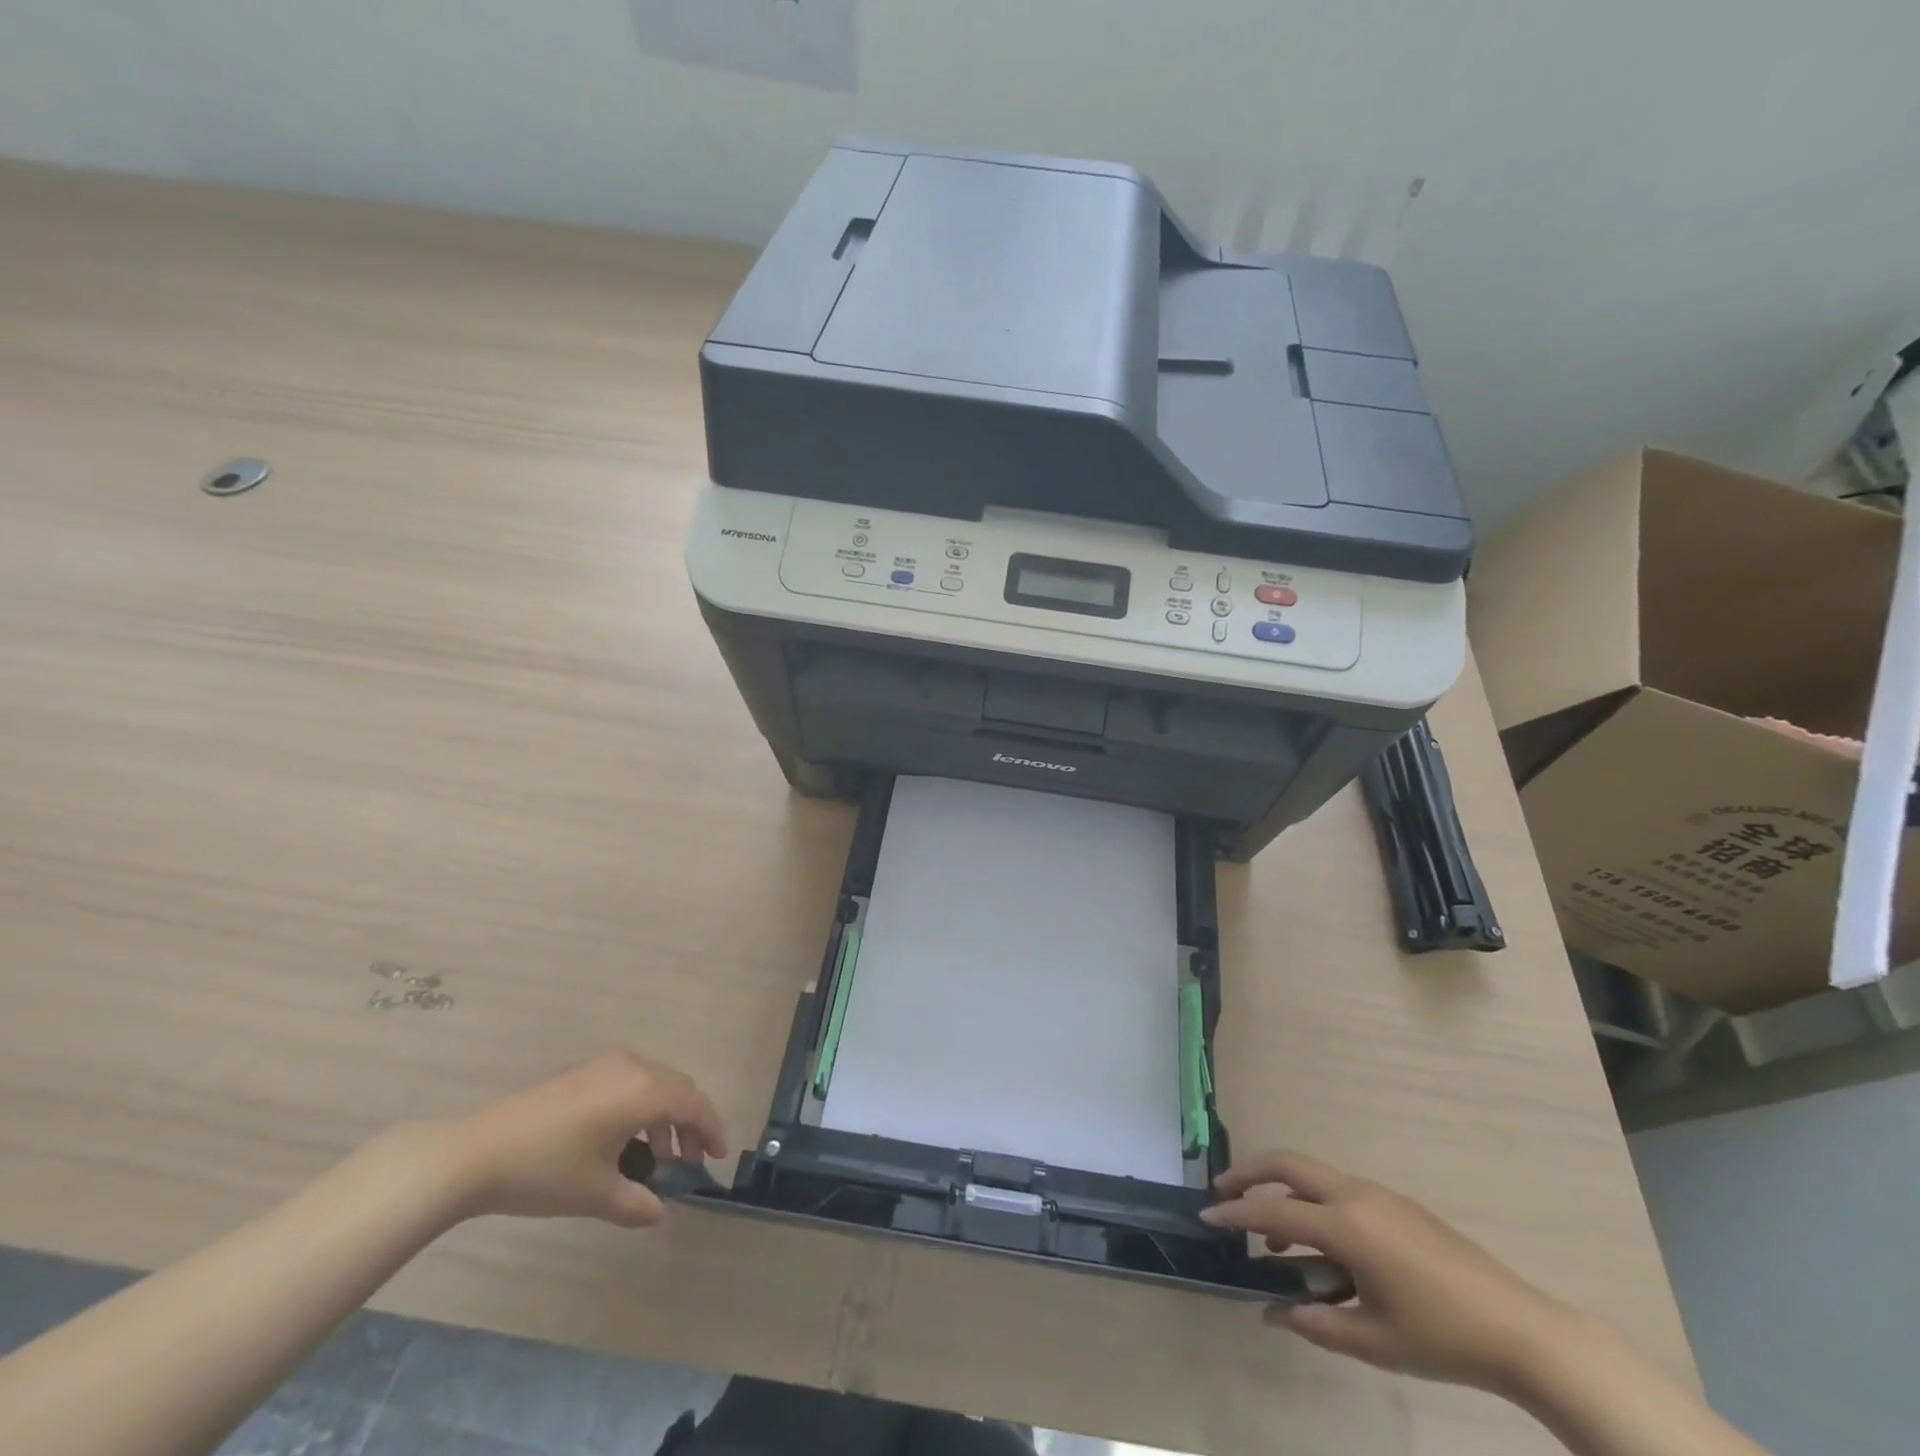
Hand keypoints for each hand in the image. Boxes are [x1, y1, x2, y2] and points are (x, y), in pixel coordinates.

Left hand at [438, 1051, 728, 1228]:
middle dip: (690, 1123)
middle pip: (678, 1088)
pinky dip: (640, 1106)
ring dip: (664, 1115)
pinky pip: (629, 1081)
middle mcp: (631, 1067)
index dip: (712, 1129)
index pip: (694, 1104)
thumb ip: (636, 1204)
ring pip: (653, 1083)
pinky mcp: (581, 1071)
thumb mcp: (595, 1194)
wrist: (473, 1152)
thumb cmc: (544, 1171)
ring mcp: (604, 1065)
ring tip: (656, 1156)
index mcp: (643, 1091)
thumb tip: (662, 1215)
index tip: (718, 1157)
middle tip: (690, 1160)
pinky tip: (622, 1140)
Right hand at [1202, 1150, 1575, 1393]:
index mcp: (1346, 1226)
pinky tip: (1323, 1249)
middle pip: (1287, 1164)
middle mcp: (1356, 1196)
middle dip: (1250, 1174)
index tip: (1206, 1217)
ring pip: (1313, 1176)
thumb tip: (1272, 1312)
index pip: (1273, 1212)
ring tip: (1274, 1239)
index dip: (1235, 1214)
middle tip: (1224, 1193)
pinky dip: (1314, 1205)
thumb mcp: (1374, 1342)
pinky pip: (1340, 1191)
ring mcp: (1379, 1195)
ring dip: (1284, 1193)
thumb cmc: (1443, 1339)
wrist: (1522, 1330)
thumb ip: (1315, 1323)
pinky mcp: (1397, 1204)